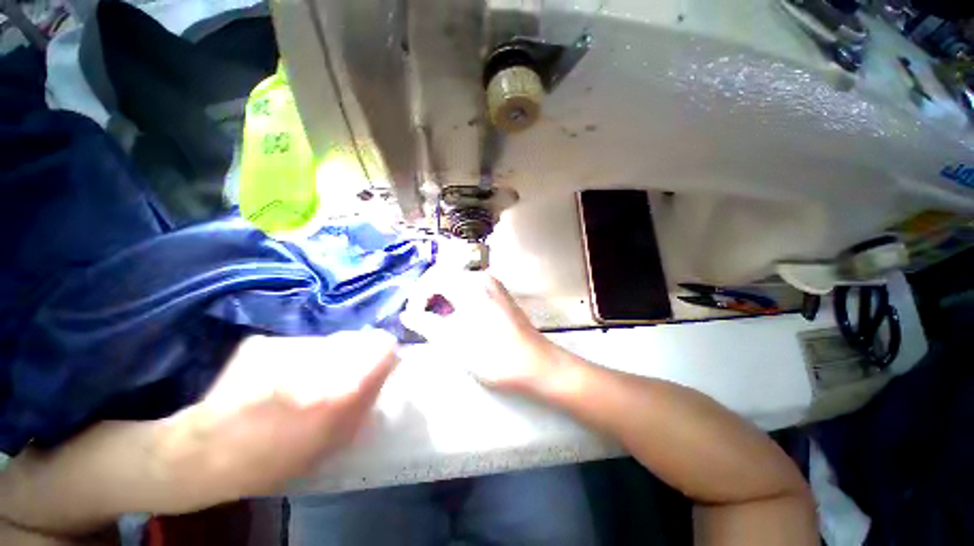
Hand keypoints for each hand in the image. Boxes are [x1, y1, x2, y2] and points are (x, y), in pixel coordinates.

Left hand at [154, 330, 397, 512]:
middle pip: (359, 340)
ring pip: (329, 341)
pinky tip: (279, 379)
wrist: (207, 453)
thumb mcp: (336, 441)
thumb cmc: (277, 460)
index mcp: (343, 388)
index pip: (385, 346)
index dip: (387, 354)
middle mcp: (321, 360)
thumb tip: (383, 375)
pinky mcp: (264, 343)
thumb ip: (366, 403)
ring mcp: (289, 348)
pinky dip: (299, 357)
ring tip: (306, 381)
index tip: (382, 365)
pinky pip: (299, 345)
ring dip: (328, 356)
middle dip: (359, 354)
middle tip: (343, 376)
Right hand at [400, 269, 557, 392]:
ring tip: (434, 318)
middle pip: (446, 276)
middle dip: (428, 295)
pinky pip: (471, 289)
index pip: (433, 279)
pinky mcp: (500, 295)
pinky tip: (455, 317)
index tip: (410, 317)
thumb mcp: (453, 342)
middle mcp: (483, 278)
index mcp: (470, 285)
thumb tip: (408, 315)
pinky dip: (457, 299)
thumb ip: (426, 325)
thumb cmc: (493, 356)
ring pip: (458, 282)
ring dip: (442, 297)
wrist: (536, 365)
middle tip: (419, 317)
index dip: (417, 297)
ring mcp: (494, 285)